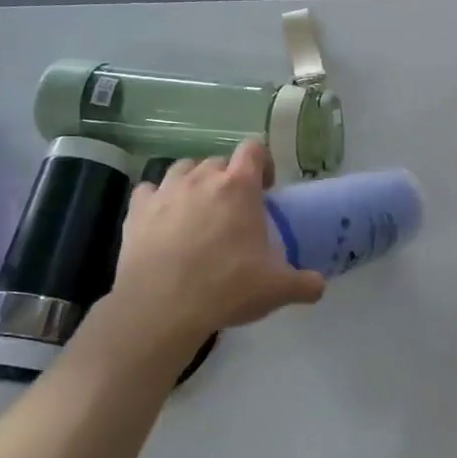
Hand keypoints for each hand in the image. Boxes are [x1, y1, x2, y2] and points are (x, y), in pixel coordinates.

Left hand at [108, 140, 324, 338]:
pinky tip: (163, 220)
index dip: (262, 162)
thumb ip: (305, 283)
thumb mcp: (277, 289)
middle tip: (233, 209)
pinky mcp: (136, 211)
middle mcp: (202, 179)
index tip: (265, 189)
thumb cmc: (227, 288)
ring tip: (198, 210)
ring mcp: (165, 192)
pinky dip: (157, 199)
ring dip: (193, 182)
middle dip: (228, 178)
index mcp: (239, 187)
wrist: (162, 308)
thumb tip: (319, 286)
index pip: (254, 149)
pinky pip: (148, 191)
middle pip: (218, 161)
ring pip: (182, 169)